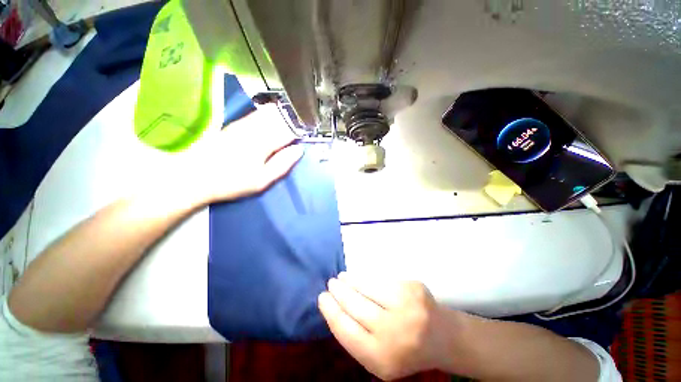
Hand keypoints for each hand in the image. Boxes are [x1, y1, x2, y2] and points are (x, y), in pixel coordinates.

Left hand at [178, 105, 302, 204]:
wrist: (194, 176)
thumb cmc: (232, 182)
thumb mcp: (262, 180)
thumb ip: (282, 164)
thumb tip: (299, 150)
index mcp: (264, 143)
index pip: (289, 130)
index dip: (302, 128)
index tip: (311, 128)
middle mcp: (255, 129)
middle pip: (280, 118)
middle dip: (294, 117)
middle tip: (306, 118)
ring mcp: (243, 125)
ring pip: (268, 113)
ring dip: (283, 113)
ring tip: (294, 113)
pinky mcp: (234, 125)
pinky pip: (256, 114)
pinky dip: (269, 112)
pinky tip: (273, 113)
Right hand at [318, 273, 461, 379]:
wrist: (443, 337)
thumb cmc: (406, 350)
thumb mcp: (378, 357)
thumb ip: (357, 337)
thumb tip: (334, 307)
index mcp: (381, 358)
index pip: (345, 329)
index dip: (330, 310)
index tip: (322, 297)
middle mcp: (394, 333)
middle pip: (354, 305)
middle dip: (338, 292)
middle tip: (330, 283)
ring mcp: (406, 307)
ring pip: (367, 287)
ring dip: (350, 281)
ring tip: (341, 278)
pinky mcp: (412, 288)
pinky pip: (380, 280)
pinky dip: (366, 278)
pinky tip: (359, 278)